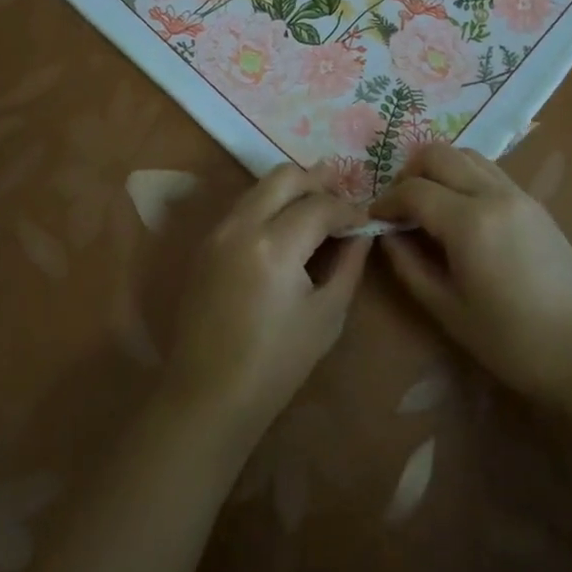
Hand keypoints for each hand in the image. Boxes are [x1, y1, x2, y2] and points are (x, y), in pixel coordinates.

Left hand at [160, 163, 372, 447]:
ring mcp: (219, 230)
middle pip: (285, 176)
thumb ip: (348, 265)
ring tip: (317, 209)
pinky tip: (286, 227)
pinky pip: (244, 205)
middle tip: (342, 199)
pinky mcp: (206, 242)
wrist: (207, 396)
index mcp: (275, 245)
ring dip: (291, 189)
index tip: (365, 220)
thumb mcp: (326, 317)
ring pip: (261, 185)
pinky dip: (269, 204)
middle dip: (318, 182)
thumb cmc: (275, 365)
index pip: (320, 205)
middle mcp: (242, 224)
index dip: (349, 209)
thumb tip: (361, 233)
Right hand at [370, 145, 571, 410]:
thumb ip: (409, 266)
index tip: (374, 219)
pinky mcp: (534, 202)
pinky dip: (465, 175)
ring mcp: (518, 193)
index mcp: (469, 222)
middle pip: (437, 154)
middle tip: (400, 207)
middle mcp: (493, 193)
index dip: (387, 201)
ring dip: (440, 168)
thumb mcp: (448, 310)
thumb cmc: (511, 342)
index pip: (413, 190)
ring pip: (466, 154)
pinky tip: (462, 210)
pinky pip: (489, 170)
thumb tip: (386, 234)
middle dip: (410, 173)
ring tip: (430, 204)